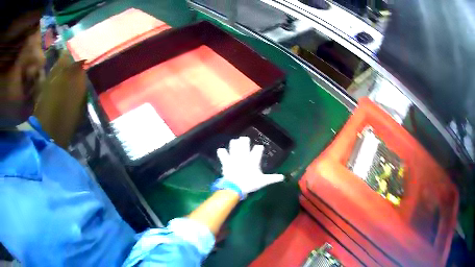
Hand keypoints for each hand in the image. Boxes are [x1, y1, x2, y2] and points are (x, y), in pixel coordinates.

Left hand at [214, 137, 283, 198]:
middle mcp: (244, 156)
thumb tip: (283, 177)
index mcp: (253, 160)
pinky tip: (222, 151)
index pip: (258, 149)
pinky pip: (222, 153)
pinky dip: (222, 152)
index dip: (259, 148)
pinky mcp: (226, 161)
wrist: (235, 187)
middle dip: (245, 140)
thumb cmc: (250, 184)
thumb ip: (272, 178)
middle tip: (245, 140)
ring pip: (234, 145)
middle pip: (244, 143)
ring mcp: (234, 157)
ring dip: (234, 143)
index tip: (259, 149)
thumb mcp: (263, 181)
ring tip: (235, 142)